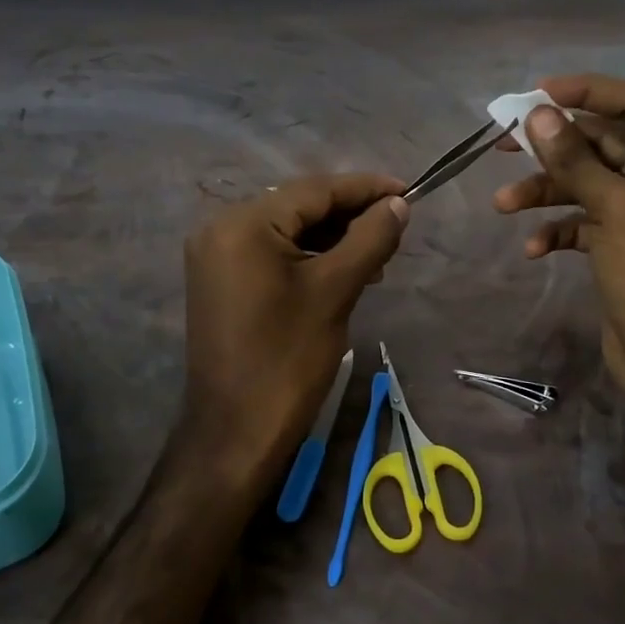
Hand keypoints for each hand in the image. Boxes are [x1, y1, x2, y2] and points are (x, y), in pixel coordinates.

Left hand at [183, 174, 409, 476]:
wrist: (235, 434)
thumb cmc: (287, 360)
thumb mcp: (335, 291)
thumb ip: (369, 238)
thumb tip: (397, 204)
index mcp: (243, 224)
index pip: (314, 190)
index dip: (365, 188)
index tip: (408, 191)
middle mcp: (221, 228)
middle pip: (299, 206)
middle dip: (350, 215)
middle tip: (396, 229)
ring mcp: (217, 255)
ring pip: (288, 229)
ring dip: (333, 238)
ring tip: (378, 258)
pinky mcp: (221, 280)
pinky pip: (272, 252)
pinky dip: (309, 257)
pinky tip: (344, 271)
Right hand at [493, 76, 624, 409]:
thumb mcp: (615, 209)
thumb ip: (574, 158)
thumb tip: (538, 115)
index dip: (588, 91)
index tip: (538, 94)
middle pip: (604, 143)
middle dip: (554, 147)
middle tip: (505, 142)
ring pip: (588, 184)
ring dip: (546, 191)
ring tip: (504, 205)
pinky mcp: (623, 246)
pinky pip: (585, 222)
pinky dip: (558, 228)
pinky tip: (534, 248)